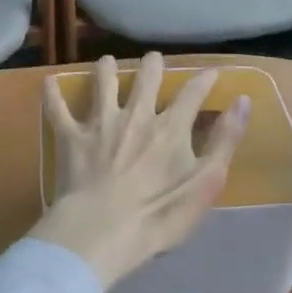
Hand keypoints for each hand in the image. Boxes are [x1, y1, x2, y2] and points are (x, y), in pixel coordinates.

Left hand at [30, 54, 248, 291]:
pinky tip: (49, 83)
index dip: (204, 80)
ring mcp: (101, 123)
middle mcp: (136, 114)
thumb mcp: (206, 183)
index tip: (212, 72)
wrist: (101, 232)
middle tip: (153, 61)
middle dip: (152, 65)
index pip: (192, 93)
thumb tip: (242, 101)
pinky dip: (53, 95)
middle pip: (146, 77)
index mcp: (170, 127)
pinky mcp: (71, 138)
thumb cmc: (159, 214)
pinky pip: (58, 110)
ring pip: (103, 83)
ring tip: (107, 63)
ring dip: (106, 69)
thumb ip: (225, 141)